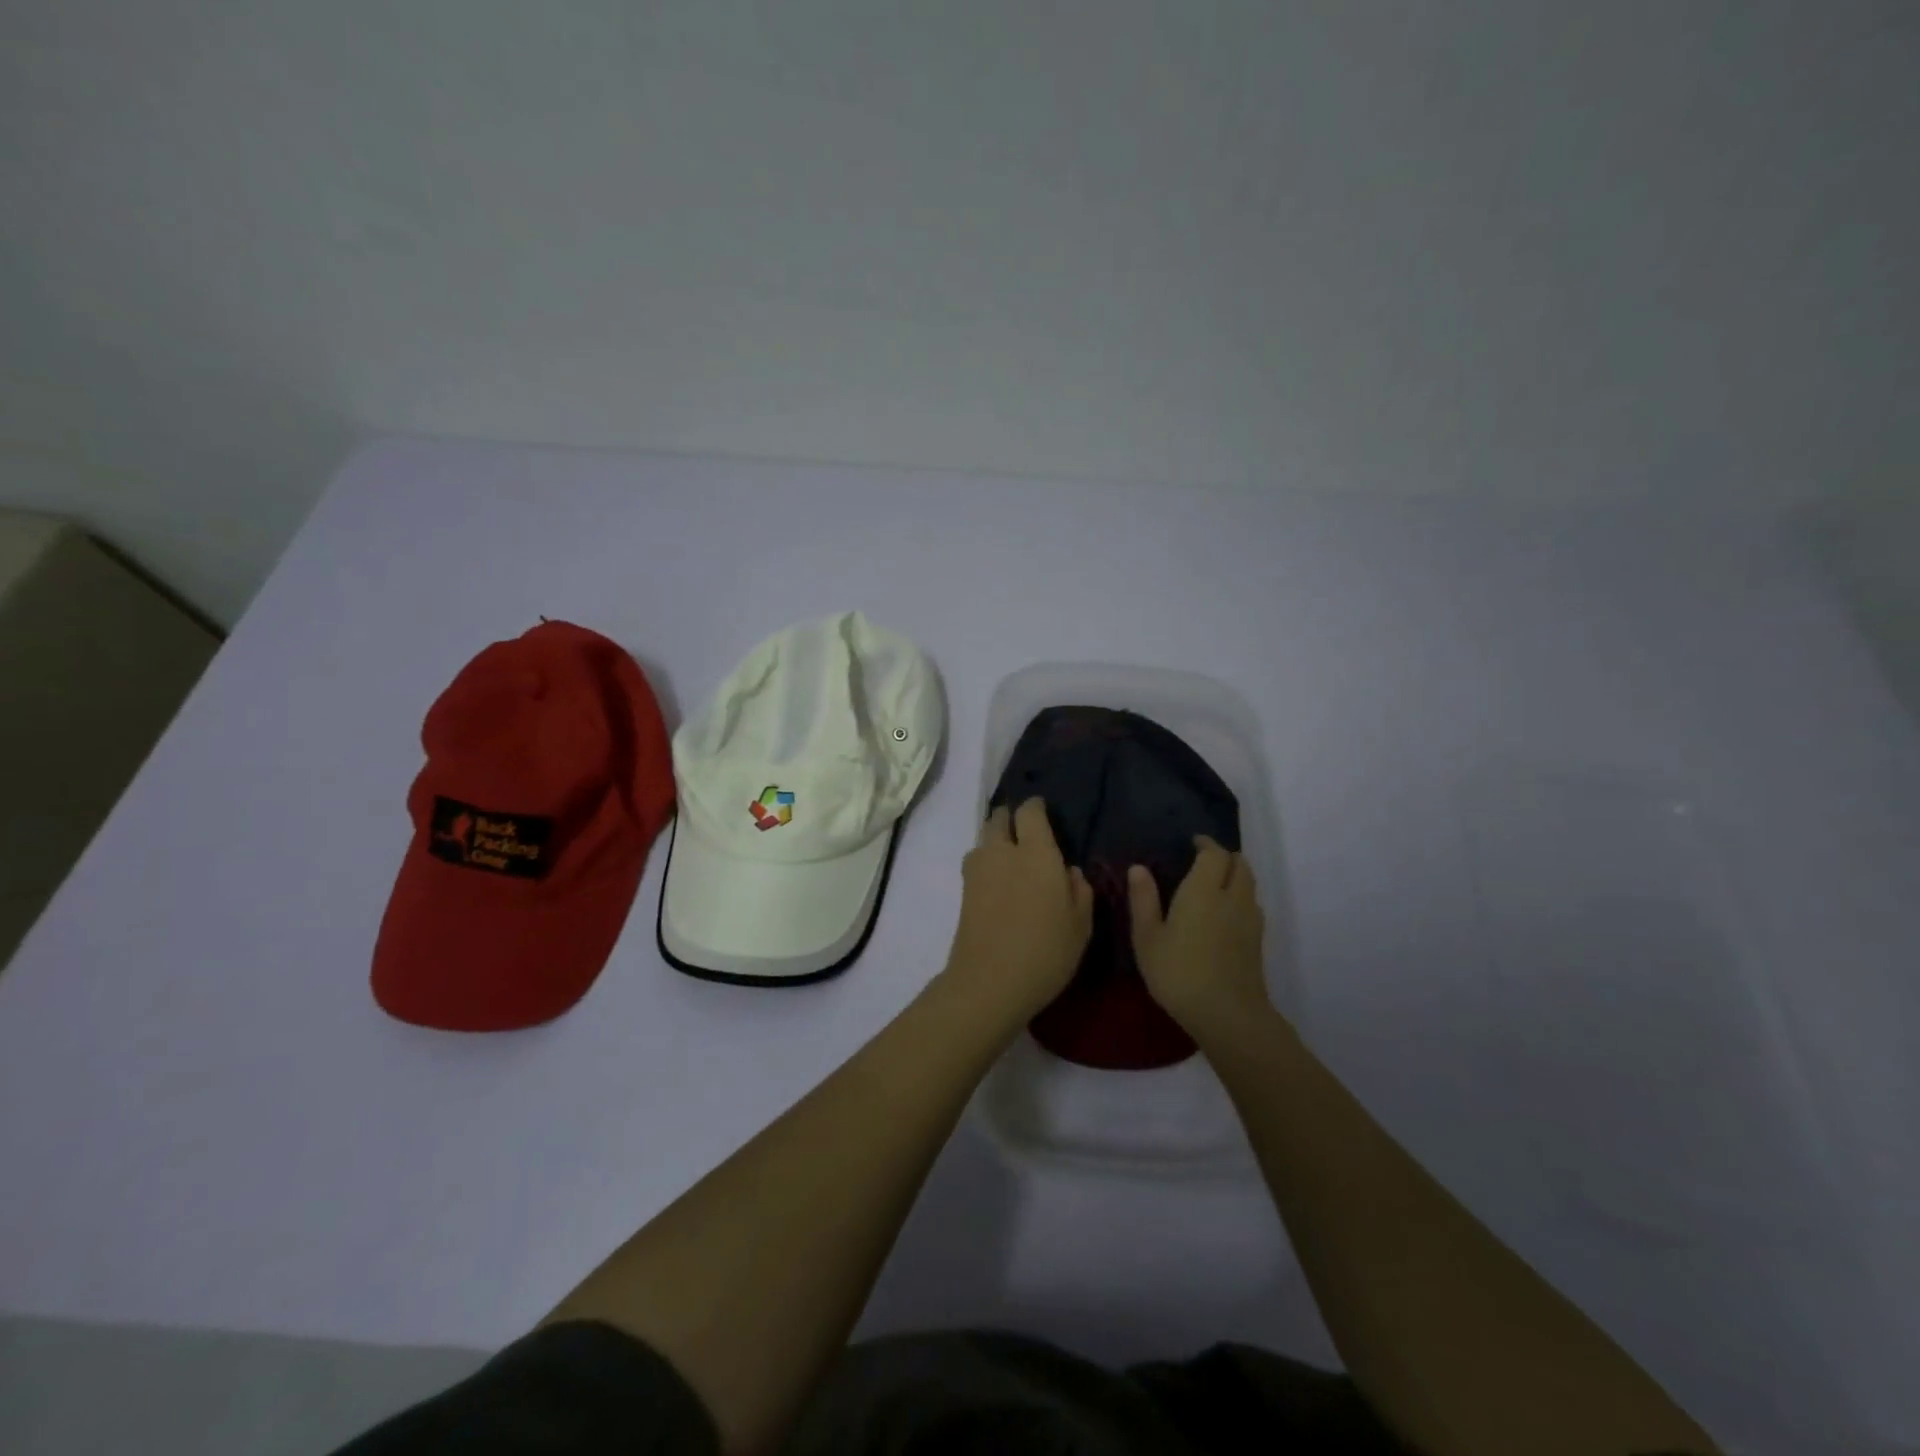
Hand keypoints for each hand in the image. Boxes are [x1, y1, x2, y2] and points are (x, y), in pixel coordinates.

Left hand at [943, 799, 1093, 1024]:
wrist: (988, 982)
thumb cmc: (1045, 951)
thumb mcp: (1080, 924)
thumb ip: (1079, 890)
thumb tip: (1068, 871)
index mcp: (1036, 852)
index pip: (1029, 812)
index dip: (1035, 807)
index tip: (1043, 811)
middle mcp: (1002, 851)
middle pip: (999, 818)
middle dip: (1010, 818)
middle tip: (1025, 831)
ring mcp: (977, 870)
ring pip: (984, 839)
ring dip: (995, 839)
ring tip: (1011, 856)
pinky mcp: (963, 891)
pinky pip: (976, 862)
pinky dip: (986, 862)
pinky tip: (999, 881)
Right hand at [1128, 836, 1269, 1044]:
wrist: (1227, 1014)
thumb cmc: (1179, 972)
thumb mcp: (1148, 937)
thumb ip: (1143, 899)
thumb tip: (1139, 868)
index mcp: (1204, 890)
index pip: (1214, 853)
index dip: (1205, 844)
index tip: (1192, 843)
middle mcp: (1232, 897)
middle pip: (1239, 864)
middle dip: (1224, 857)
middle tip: (1203, 861)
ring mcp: (1250, 919)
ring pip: (1249, 884)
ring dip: (1235, 876)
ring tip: (1214, 884)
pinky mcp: (1257, 941)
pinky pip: (1252, 905)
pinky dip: (1241, 898)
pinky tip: (1224, 914)